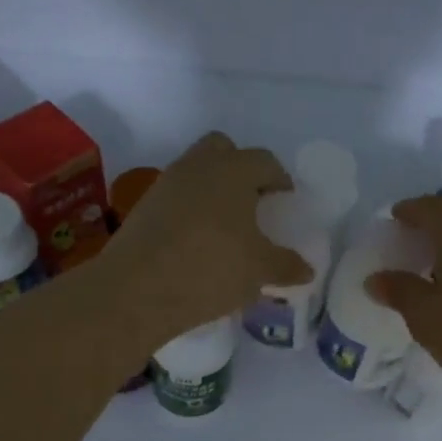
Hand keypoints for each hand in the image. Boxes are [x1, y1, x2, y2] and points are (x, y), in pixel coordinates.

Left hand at [103, 132, 312, 347]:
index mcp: (233, 170)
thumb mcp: (259, 270)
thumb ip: (285, 265)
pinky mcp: (144, 208)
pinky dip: (191, 209)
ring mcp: (166, 185)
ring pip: (196, 172)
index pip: (264, 161)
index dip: (279, 179)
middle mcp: (198, 167)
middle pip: (223, 150)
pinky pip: (176, 197)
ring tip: (227, 226)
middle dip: (241, 169)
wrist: (136, 290)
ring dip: (213, 190)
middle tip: (254, 202)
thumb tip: (305, 269)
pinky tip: (199, 241)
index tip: (286, 200)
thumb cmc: (210, 268)